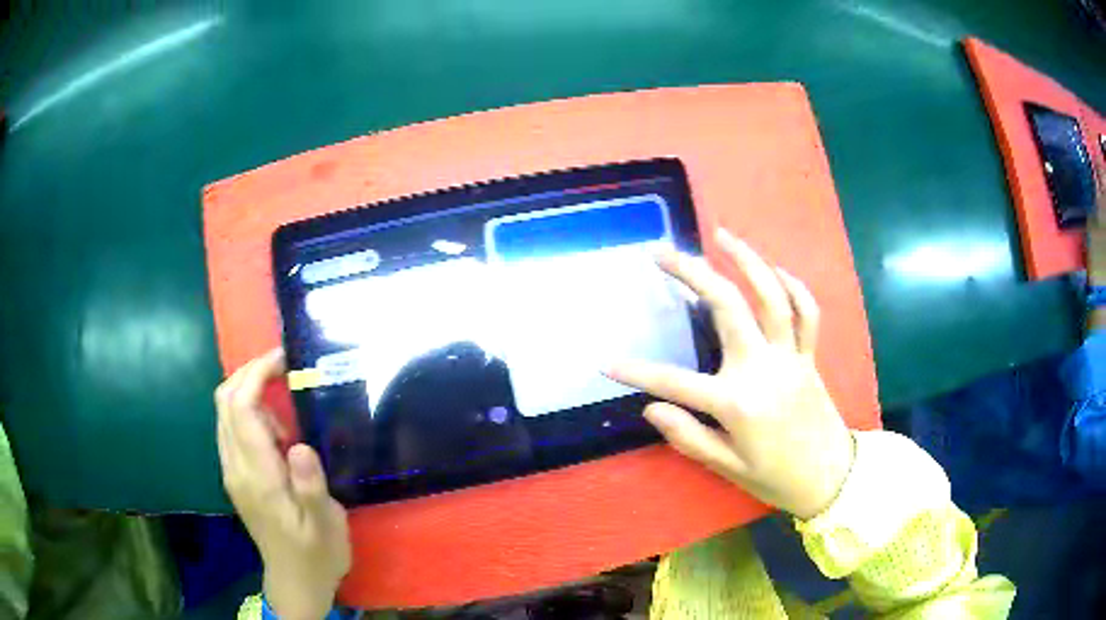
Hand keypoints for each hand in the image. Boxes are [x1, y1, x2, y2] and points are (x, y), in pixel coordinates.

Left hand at [216, 349, 350, 619]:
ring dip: (249, 391)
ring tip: (286, 403)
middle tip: (283, 366)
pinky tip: (277, 431)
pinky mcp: (236, 476)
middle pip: (225, 402)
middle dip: (249, 372)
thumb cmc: (317, 554)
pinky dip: (249, 412)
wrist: (296, 581)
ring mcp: (232, 471)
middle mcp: (235, 467)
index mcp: (257, 477)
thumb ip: (311, 487)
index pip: (241, 409)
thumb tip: (298, 445)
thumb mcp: (326, 526)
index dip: (256, 374)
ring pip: (225, 412)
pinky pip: (232, 429)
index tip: (284, 358)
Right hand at [607, 229, 854, 519]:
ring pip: (771, 296)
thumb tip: (651, 408)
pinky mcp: (809, 355)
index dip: (637, 373)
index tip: (606, 363)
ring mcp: (790, 357)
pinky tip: (775, 270)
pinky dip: (793, 287)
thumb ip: (688, 437)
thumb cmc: (775, 477)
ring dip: (747, 260)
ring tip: (721, 235)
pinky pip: (807, 312)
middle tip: (662, 253)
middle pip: (727, 307)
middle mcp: (764, 369)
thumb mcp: (727, 468)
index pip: (676, 383)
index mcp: (737, 403)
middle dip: (692, 273)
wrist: (831, 478)